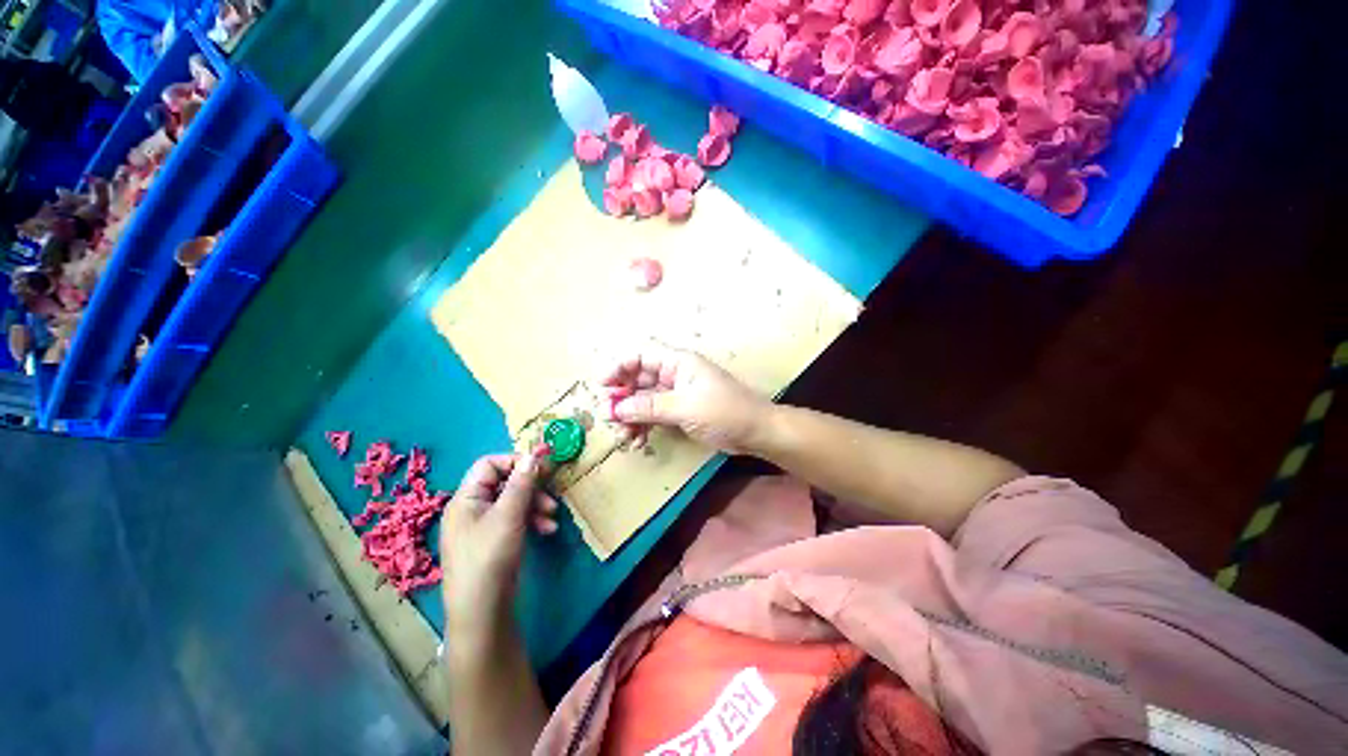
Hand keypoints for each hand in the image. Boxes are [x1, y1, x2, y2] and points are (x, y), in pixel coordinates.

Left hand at [440, 453, 557, 639]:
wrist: (482, 611)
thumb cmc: (490, 556)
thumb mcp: (509, 516)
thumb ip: (522, 483)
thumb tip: (533, 454)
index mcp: (467, 498)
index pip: (490, 464)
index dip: (516, 461)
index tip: (543, 465)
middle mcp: (472, 508)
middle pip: (505, 482)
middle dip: (531, 487)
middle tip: (552, 493)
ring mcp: (483, 526)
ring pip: (513, 502)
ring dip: (535, 505)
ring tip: (552, 516)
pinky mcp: (494, 540)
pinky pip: (514, 520)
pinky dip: (531, 520)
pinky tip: (547, 530)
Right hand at [601, 346, 770, 454]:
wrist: (756, 432)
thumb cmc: (724, 412)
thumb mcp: (684, 407)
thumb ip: (648, 407)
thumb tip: (614, 408)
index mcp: (678, 363)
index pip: (640, 355)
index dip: (619, 367)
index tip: (602, 386)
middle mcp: (674, 374)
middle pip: (638, 379)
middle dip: (622, 397)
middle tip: (609, 418)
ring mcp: (676, 394)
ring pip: (643, 400)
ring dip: (630, 416)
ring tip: (625, 437)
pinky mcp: (679, 412)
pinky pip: (653, 415)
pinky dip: (643, 426)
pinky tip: (639, 442)